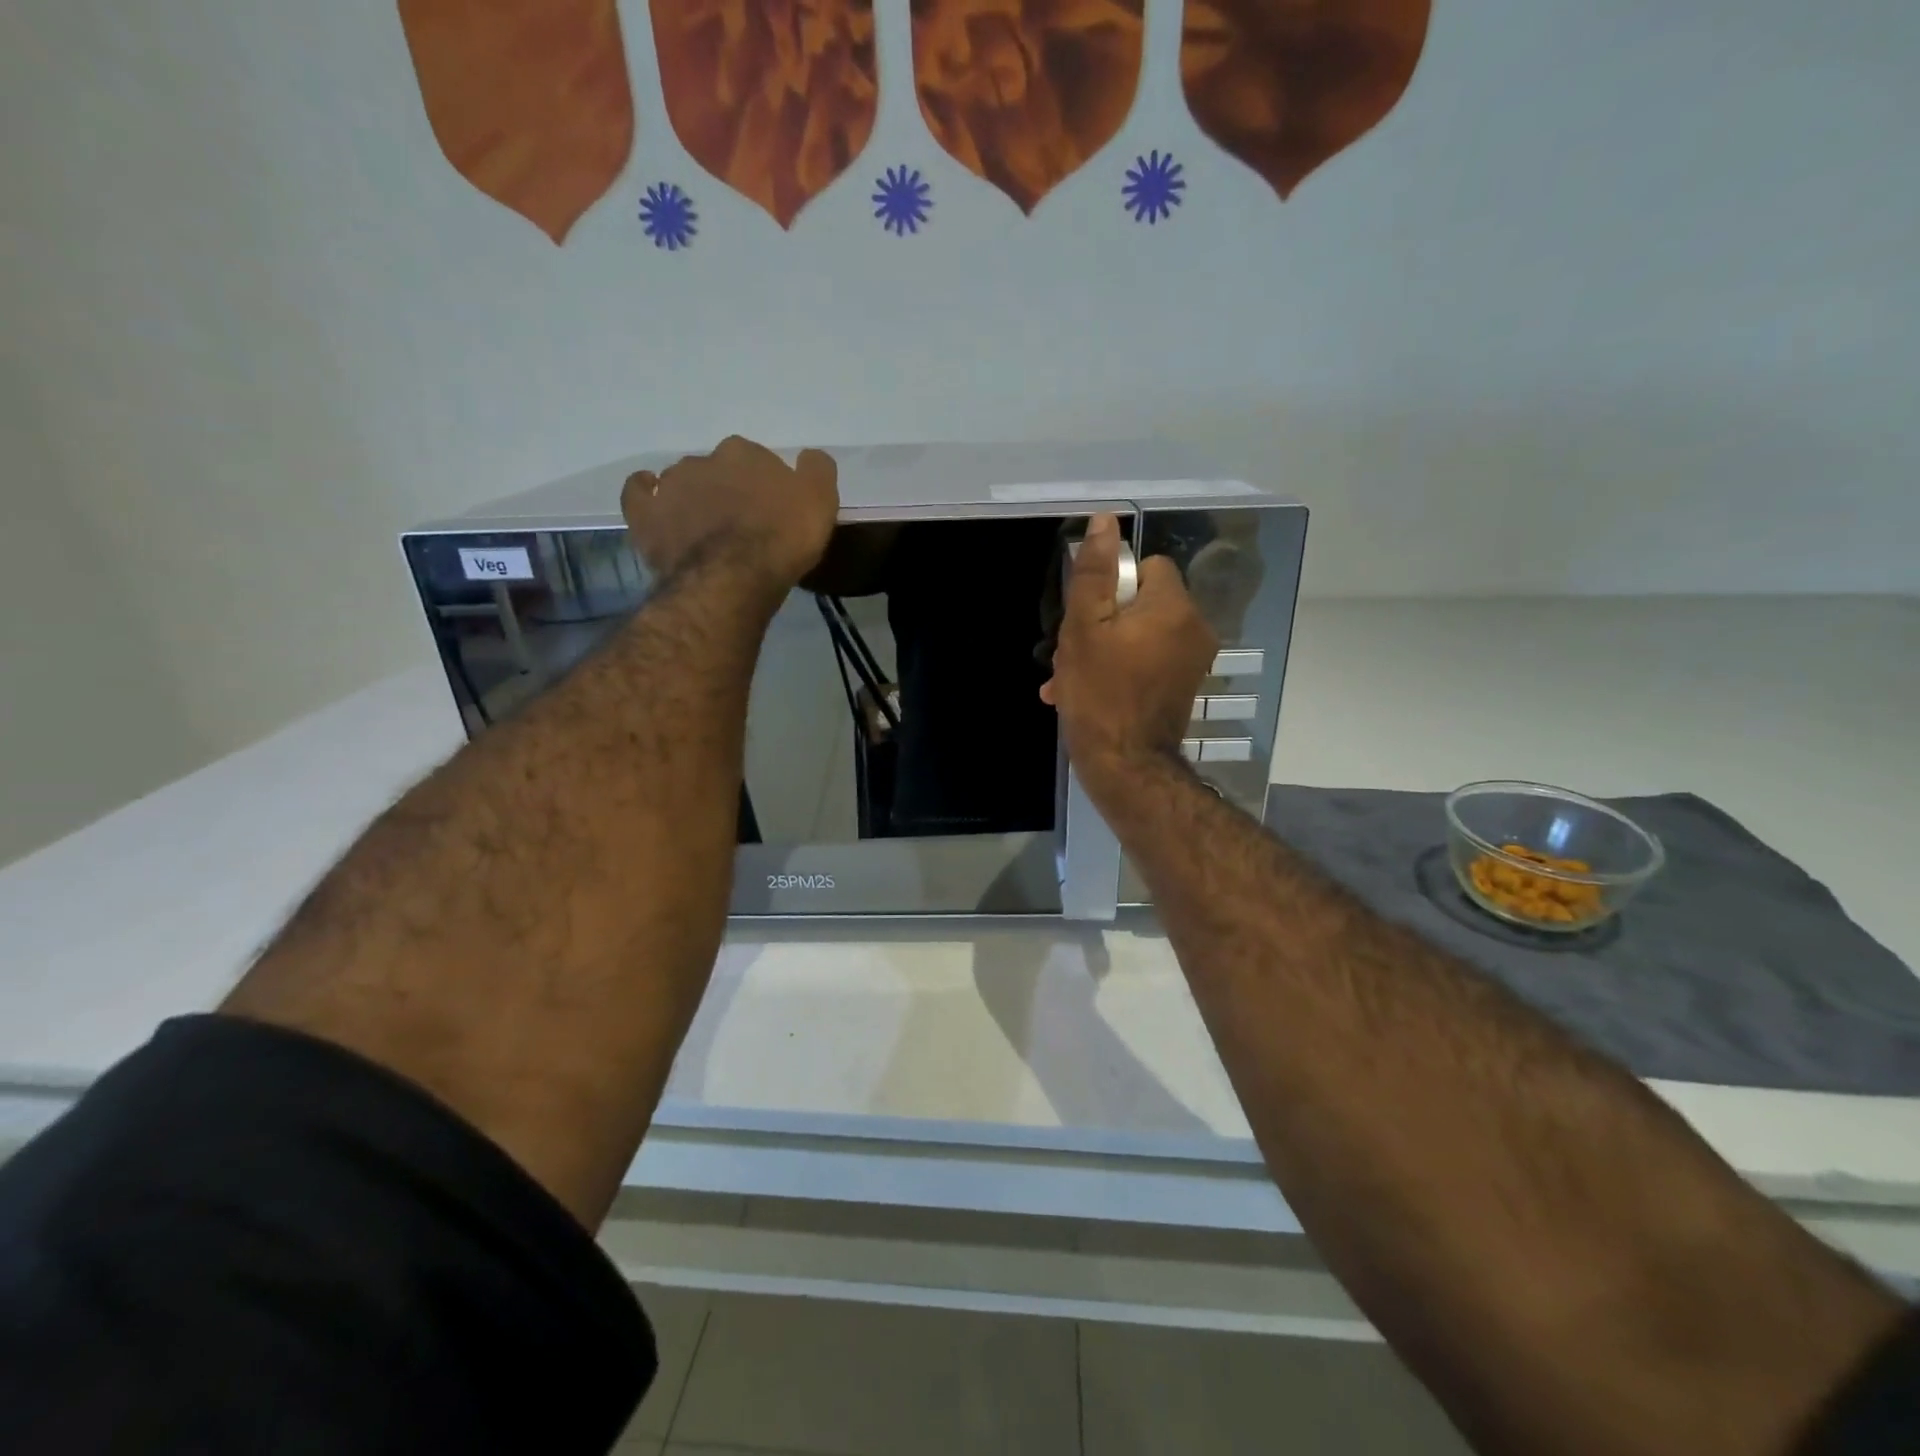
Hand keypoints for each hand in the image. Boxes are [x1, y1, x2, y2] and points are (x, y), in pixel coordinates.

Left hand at [622, 437, 838, 591]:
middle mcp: (703, 460)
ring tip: (705, 527)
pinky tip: (652, 499)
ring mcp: (669, 486)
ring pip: (682, 482)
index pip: (757, 460)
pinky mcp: (645, 516)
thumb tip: (809, 458)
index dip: (765, 486)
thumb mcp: (820, 503)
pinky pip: (638, 494)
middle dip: (728, 490)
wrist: (732, 578)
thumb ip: (816, 471)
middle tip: (741, 522)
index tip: (773, 510)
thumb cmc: (781, 540)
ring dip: (693, 497)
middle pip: (718, 470)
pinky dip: (644, 493)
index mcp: (745, 454)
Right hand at [1041, 513, 1217, 783]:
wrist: (1125, 766)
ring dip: (1104, 649)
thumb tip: (1106, 521)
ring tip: (1070, 678)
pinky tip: (1086, 692)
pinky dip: (1120, 669)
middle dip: (1102, 622)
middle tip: (1072, 653)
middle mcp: (1194, 629)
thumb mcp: (1084, 627)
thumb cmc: (1099, 693)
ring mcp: (1191, 661)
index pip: (1147, 567)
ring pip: (1139, 634)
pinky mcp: (1182, 687)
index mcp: (1174, 607)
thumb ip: (1095, 572)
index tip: (1088, 615)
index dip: (1112, 586)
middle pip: (1141, 602)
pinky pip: (1147, 661)